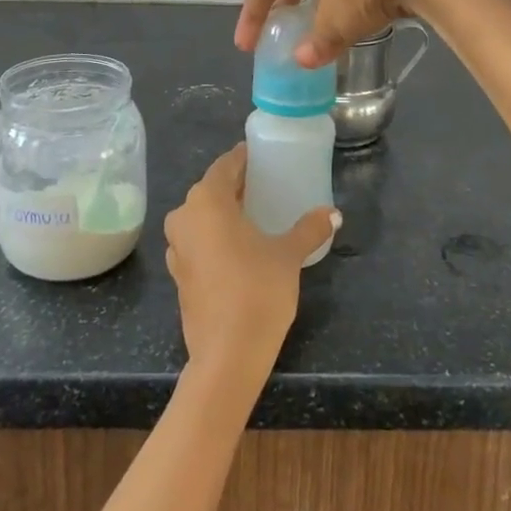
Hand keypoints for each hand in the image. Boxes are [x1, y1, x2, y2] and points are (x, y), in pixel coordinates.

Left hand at [164, 147, 338, 386]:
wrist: (227, 355)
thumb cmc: (257, 291)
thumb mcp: (288, 255)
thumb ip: (309, 229)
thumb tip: (333, 214)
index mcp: (206, 201)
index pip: (225, 165)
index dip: (243, 158)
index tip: (262, 155)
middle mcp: (184, 216)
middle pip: (211, 189)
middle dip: (235, 185)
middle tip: (265, 184)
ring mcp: (177, 247)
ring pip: (201, 216)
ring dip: (224, 212)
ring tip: (254, 214)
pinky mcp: (179, 273)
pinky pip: (198, 240)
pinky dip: (215, 236)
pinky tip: (239, 246)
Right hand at [235, 0, 469, 68]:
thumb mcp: (333, 21)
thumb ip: (317, 43)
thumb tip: (304, 61)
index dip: (253, 15)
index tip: (246, 45)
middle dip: (282, 6)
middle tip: (273, 33)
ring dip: (313, 7)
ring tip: (308, 33)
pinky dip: (340, 7)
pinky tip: (345, 26)